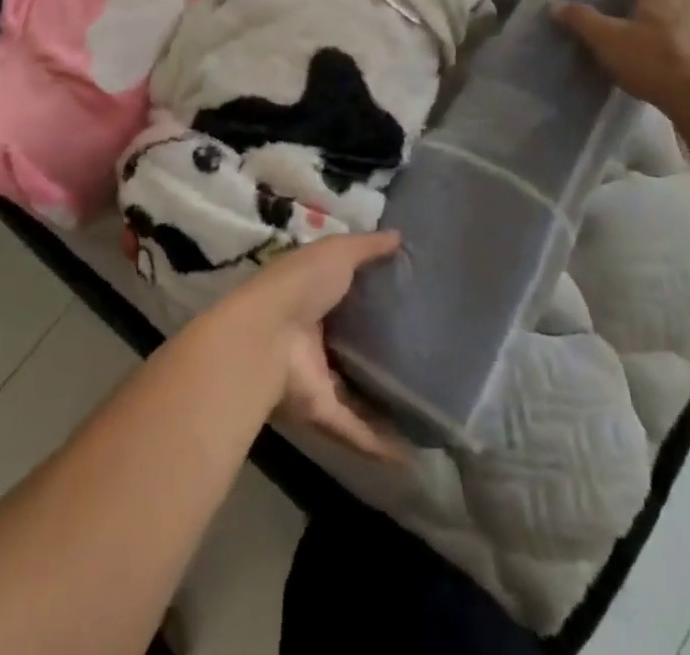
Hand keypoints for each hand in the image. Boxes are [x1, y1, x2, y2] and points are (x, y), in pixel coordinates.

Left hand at [208, 231, 404, 462]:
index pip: (344, 296)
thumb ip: (367, 247)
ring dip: (379, 402)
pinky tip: (411, 455)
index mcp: (312, 296)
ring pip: (352, 390)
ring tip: (421, 410)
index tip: (407, 301)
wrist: (264, 337)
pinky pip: (353, 428)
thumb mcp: (337, 252)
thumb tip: (399, 235)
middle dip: (377, 352)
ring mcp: (315, 376)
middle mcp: (312, 337)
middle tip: (425, 356)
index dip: (370, 297)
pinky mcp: (319, 410)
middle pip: (349, 345)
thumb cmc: (300, 285)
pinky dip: (378, 444)